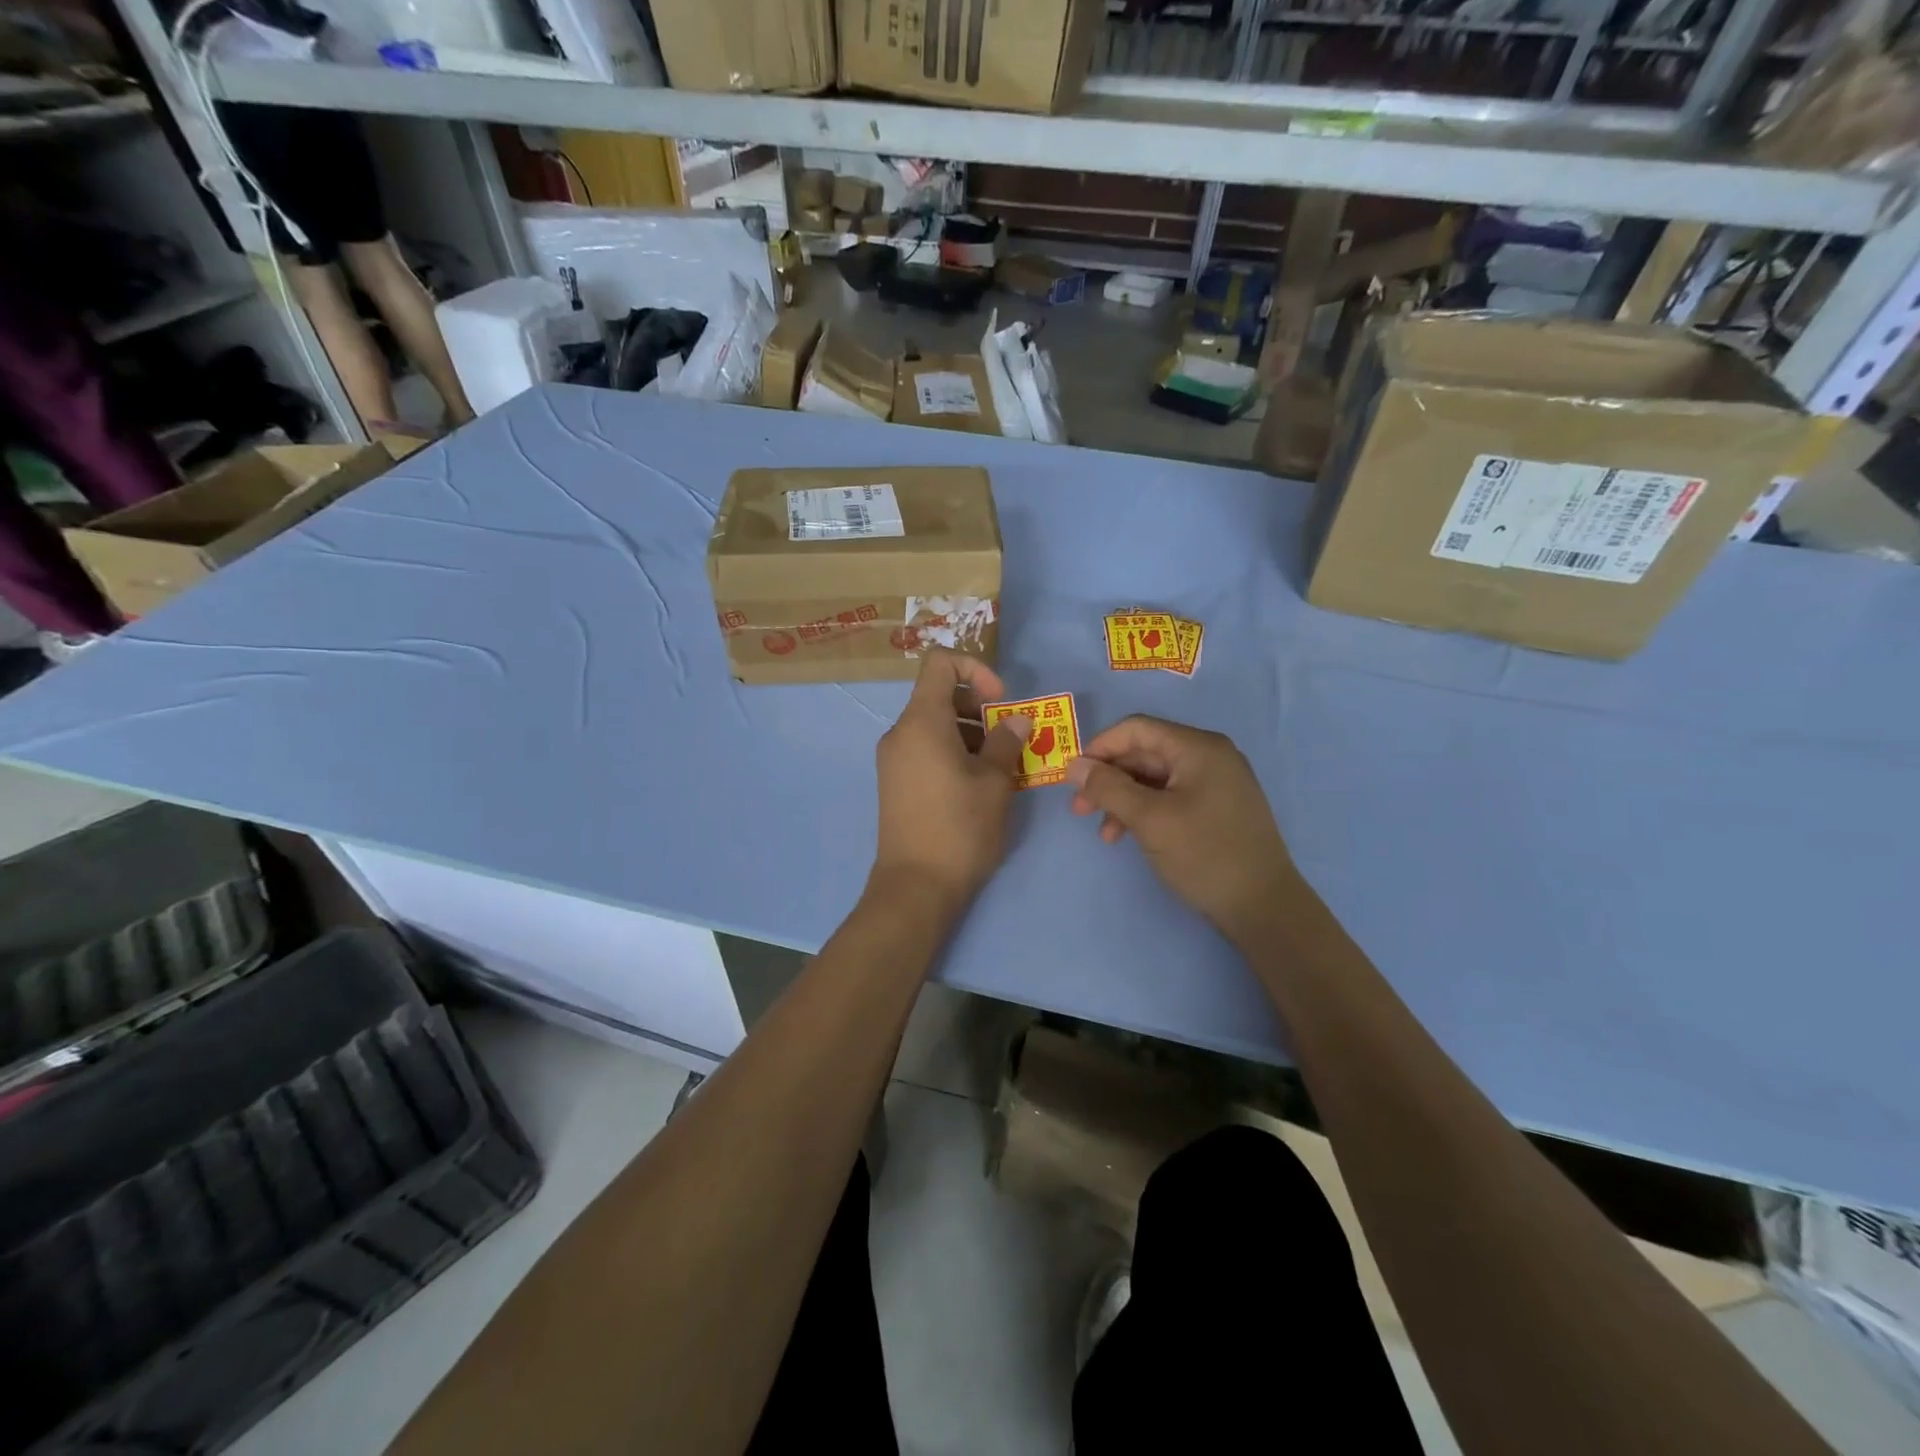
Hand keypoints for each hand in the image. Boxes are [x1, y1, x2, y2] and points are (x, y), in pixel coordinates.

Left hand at [871, 649, 1031, 910]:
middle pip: (940, 696)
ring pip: (935, 726)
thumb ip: (1006, 742)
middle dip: (980, 708)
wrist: (915, 886)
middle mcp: (901, 732)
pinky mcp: (896, 782)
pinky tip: (979, 785)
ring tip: (1001, 767)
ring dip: (971, 734)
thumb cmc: (959, 828)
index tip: (1000, 700)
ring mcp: (894, 759)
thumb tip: (1017, 720)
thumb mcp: (994, 782)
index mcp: (921, 721)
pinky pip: (926, 749)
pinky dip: (954, 752)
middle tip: (1009, 740)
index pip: (940, 663)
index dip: (975, 669)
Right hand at [1065, 716, 1294, 946]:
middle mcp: (1209, 756)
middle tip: (1079, 809)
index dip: (1099, 748)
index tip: (1073, 777)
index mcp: (1198, 747)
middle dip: (1108, 779)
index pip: (1136, 729)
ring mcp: (1216, 782)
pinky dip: (1145, 812)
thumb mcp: (1149, 819)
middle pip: (1144, 754)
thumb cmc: (1204, 854)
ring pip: (1154, 779)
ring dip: (1123, 800)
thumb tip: (1074, 765)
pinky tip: (1129, 836)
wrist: (1263, 906)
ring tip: (1104, 834)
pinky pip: (1171, 797)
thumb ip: (1108, 787)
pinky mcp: (1217, 808)